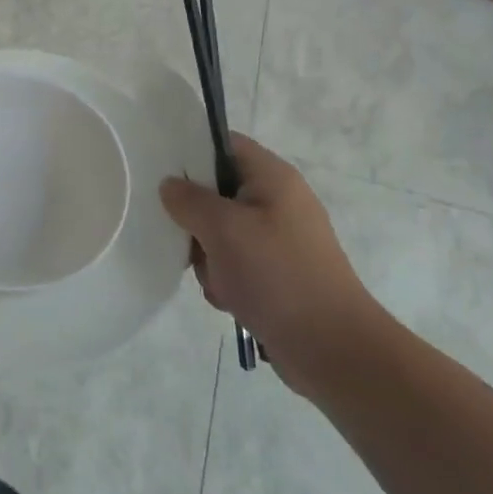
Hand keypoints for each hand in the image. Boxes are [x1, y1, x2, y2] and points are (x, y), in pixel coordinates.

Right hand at [160, 133, 388, 397]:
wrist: (332, 349)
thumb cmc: (277, 275)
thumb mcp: (222, 228)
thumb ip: (189, 200)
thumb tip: (170, 185)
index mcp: (272, 177)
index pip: (223, 144)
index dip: (190, 151)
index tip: (159, 172)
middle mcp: (277, 201)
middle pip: (217, 192)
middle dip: (196, 219)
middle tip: (189, 239)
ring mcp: (279, 240)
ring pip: (220, 233)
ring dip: (209, 257)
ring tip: (218, 279)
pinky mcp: (277, 273)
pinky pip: (235, 264)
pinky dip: (226, 280)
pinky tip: (230, 300)